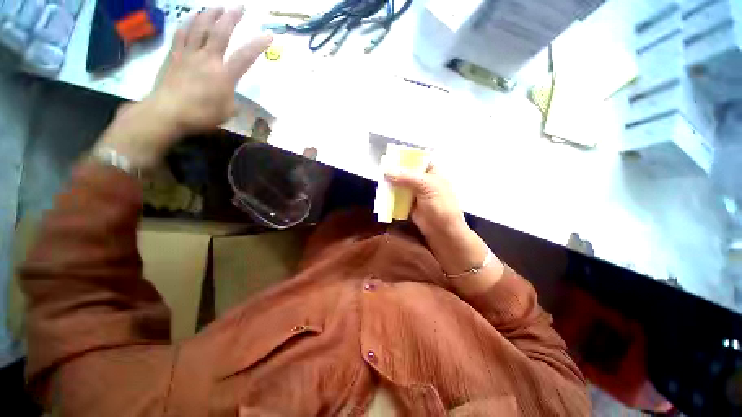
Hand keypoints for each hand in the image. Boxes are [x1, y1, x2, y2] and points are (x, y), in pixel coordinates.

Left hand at [94, 7, 271, 168]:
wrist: (167, 113)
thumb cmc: (201, 115)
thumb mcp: (227, 111)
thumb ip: (231, 97)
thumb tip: (229, 91)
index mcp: (224, 75)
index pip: (245, 57)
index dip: (258, 45)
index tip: (269, 35)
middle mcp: (208, 59)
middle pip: (220, 32)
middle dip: (232, 17)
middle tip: (239, 6)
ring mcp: (189, 55)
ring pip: (200, 28)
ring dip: (210, 14)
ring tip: (217, 6)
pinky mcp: (174, 56)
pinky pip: (182, 34)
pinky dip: (188, 23)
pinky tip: (192, 17)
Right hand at [385, 164, 466, 237]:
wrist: (443, 230)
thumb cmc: (440, 204)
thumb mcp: (425, 185)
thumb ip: (405, 177)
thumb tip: (386, 170)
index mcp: (431, 171)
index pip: (416, 159)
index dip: (404, 157)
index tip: (389, 156)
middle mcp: (422, 180)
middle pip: (406, 172)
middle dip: (394, 171)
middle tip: (380, 168)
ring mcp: (415, 193)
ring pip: (400, 185)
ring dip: (391, 184)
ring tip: (379, 180)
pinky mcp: (409, 204)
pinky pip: (397, 197)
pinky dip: (390, 196)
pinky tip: (381, 193)